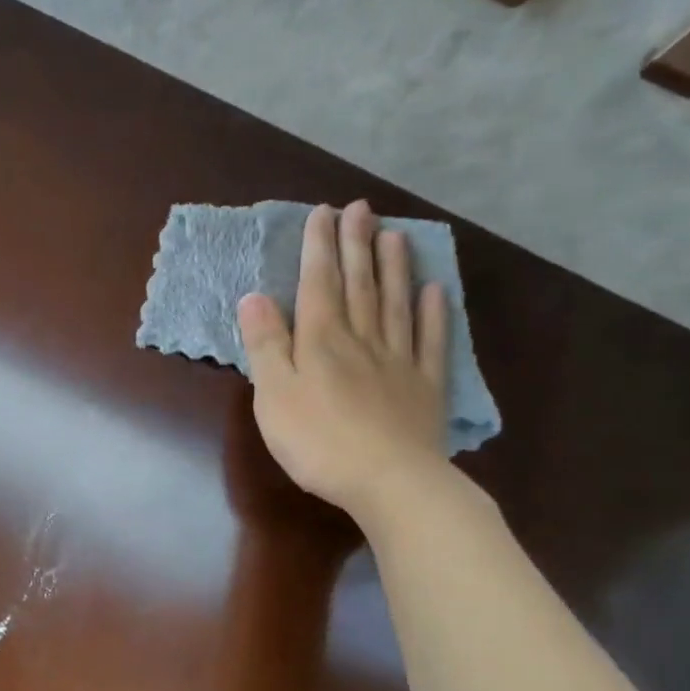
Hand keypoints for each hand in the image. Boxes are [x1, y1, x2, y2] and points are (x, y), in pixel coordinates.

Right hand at [237, 201, 451, 522]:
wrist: (389, 482)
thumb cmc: (318, 441)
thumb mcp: (274, 395)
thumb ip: (266, 344)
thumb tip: (254, 297)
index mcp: (321, 340)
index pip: (318, 283)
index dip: (319, 247)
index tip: (323, 213)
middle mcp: (362, 339)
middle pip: (359, 284)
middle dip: (357, 244)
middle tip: (361, 209)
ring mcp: (398, 360)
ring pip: (395, 304)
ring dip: (394, 268)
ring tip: (395, 235)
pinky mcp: (425, 386)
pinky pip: (431, 341)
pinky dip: (434, 313)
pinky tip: (435, 291)